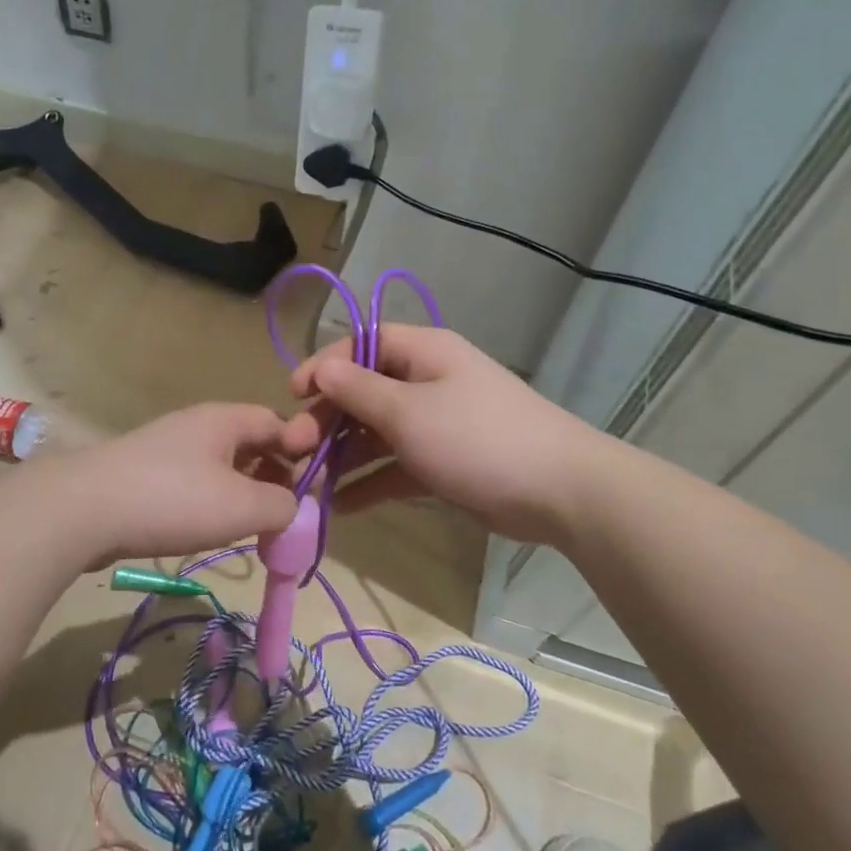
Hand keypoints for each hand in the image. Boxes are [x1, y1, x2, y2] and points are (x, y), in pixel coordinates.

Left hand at [39, 402, 322, 566]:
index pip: (278, 422)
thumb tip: (293, 507)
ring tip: (256, 525)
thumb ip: (283, 505)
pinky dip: (214, 502)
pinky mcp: (145, 476)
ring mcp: (167, 449)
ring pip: (222, 466)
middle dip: (275, 474)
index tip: (316, 483)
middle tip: (288, 510)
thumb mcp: (243, 505)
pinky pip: (194, 483)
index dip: (302, 448)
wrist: (83, 510)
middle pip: (250, 443)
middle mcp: (197, 426)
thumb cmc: (174, 499)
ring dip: (245, 492)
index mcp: (225, 419)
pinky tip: (212, 529)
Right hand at [290, 324, 600, 543]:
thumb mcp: (408, 412)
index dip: (324, 365)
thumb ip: (359, 390)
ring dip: (342, 454)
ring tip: (306, 481)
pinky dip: (369, 482)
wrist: (558, 491)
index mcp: (423, 353)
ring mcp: (436, 424)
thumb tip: (321, 368)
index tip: (293, 394)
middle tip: (293, 448)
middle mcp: (427, 382)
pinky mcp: (443, 463)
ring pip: (376, 432)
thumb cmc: (475, 438)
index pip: (361, 345)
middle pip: (364, 391)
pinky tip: (339, 506)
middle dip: (327, 418)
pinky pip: (396, 466)